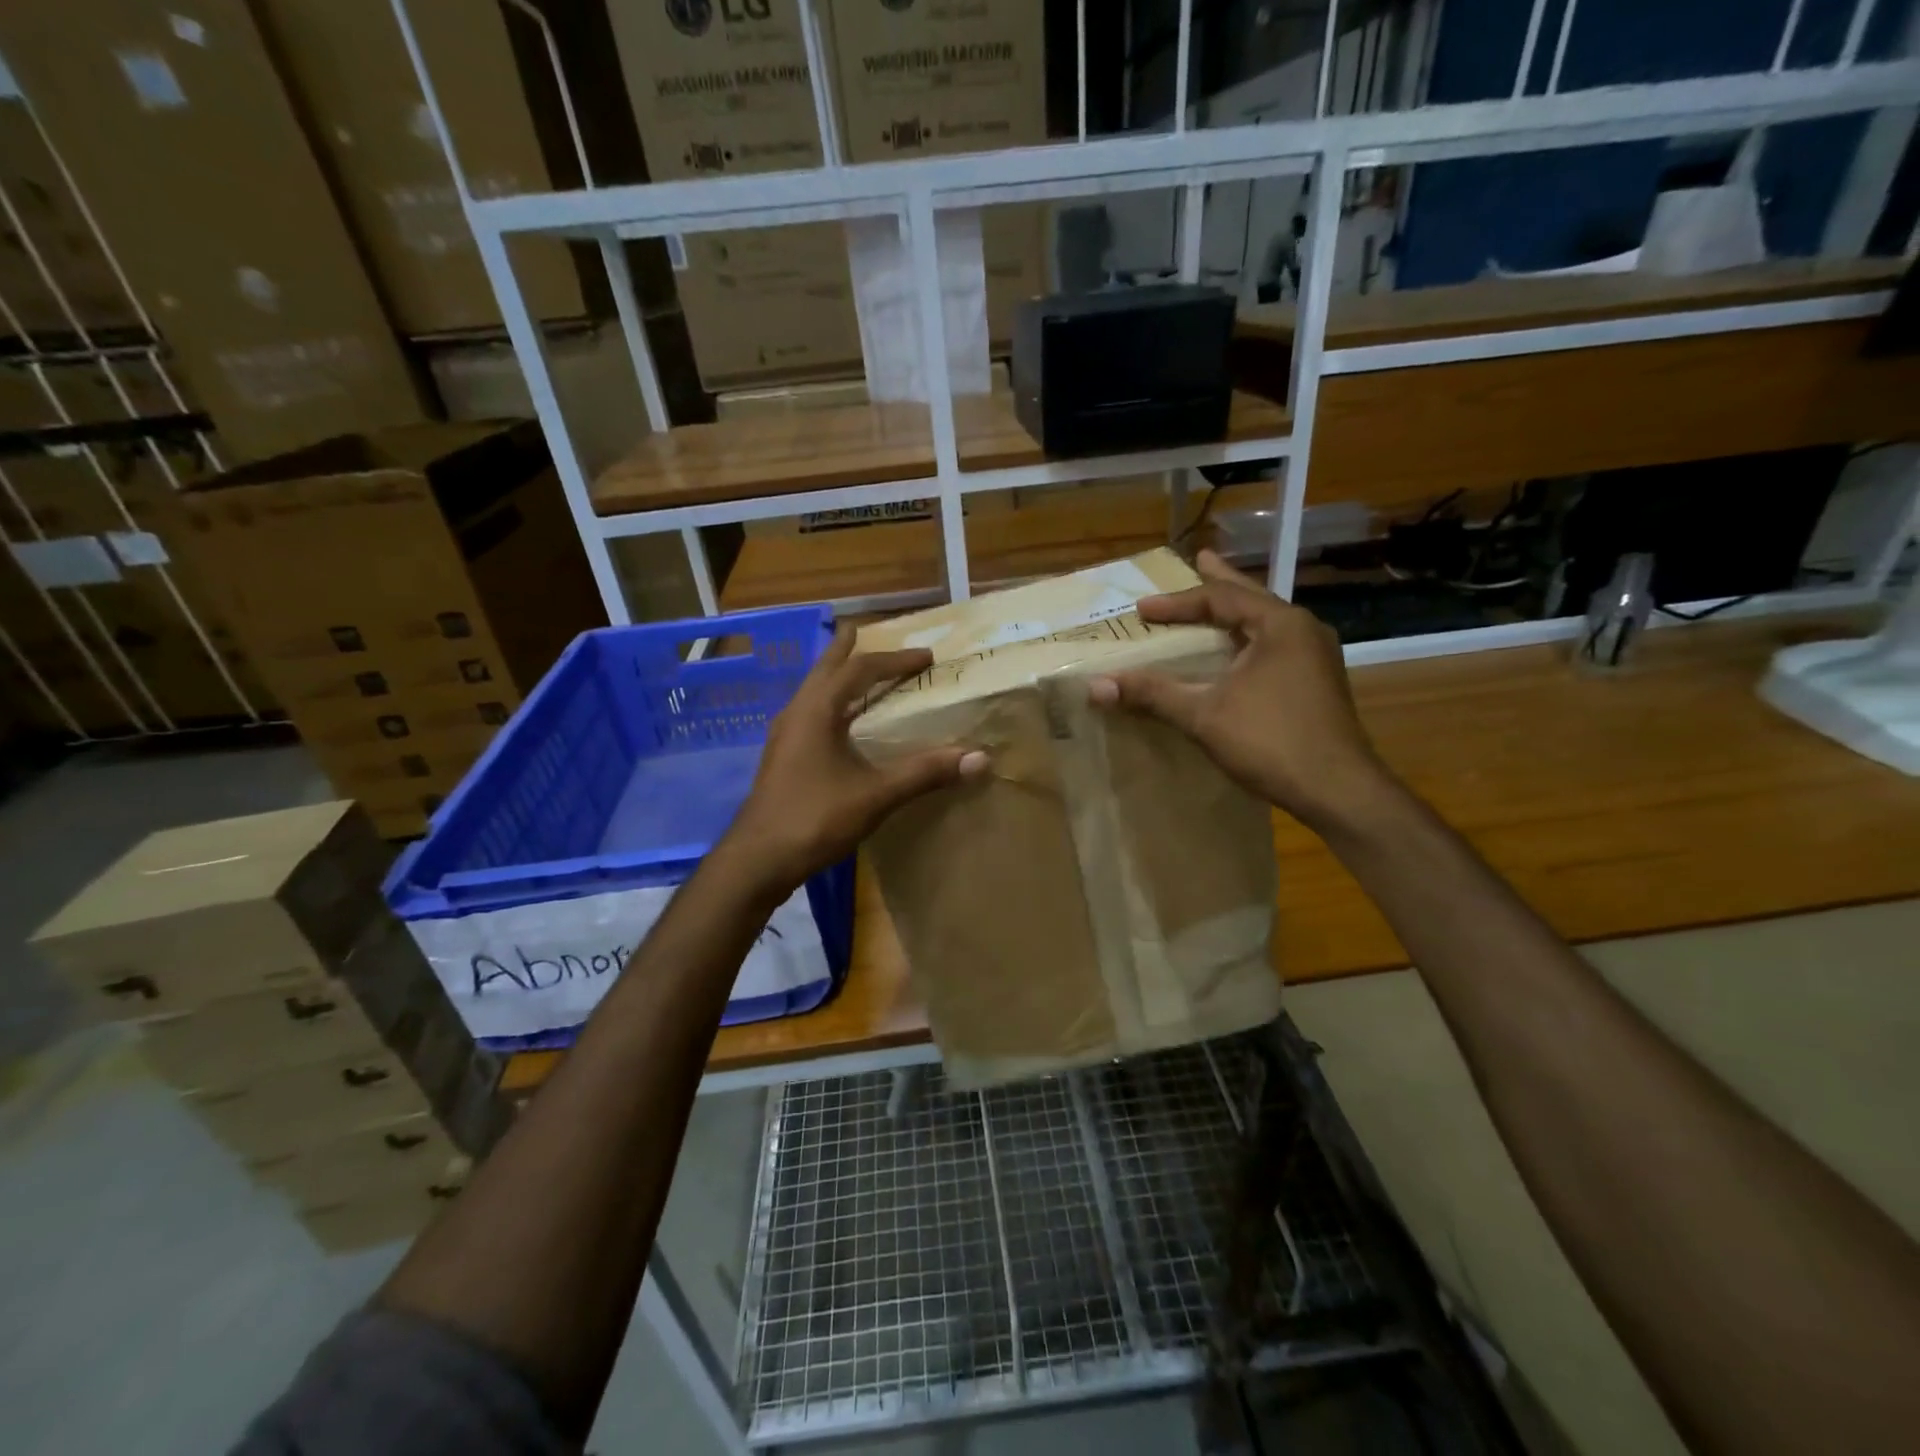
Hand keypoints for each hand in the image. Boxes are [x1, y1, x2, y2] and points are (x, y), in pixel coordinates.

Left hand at [724, 626, 986, 893]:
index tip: (926, 657)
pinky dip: (830, 703)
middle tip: (863, 631)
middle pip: (825, 669)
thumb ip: (925, 773)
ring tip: (854, 670)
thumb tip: (978, 758)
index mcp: (816, 711)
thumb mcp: (876, 795)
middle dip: (847, 651)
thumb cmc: (815, 819)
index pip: (859, 670)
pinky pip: (810, 714)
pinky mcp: (782, 758)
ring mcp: (785, 736)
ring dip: (836, 676)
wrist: (758, 859)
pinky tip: (840, 724)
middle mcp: (796, 714)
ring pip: (813, 692)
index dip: (895, 660)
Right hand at [1088, 549, 1397, 833]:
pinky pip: (1275, 645)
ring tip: (1216, 599)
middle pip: (1252, 598)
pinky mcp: (1317, 682)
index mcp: (1280, 625)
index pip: (1221, 599)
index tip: (1141, 610)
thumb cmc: (1270, 741)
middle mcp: (1303, 631)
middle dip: (1221, 582)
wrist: (1338, 790)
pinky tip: (1238, 650)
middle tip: (1200, 559)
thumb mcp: (1203, 714)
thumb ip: (1152, 694)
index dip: (1177, 603)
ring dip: (1237, 611)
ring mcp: (1315, 657)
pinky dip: (1248, 637)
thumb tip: (1096, 685)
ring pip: (1266, 622)